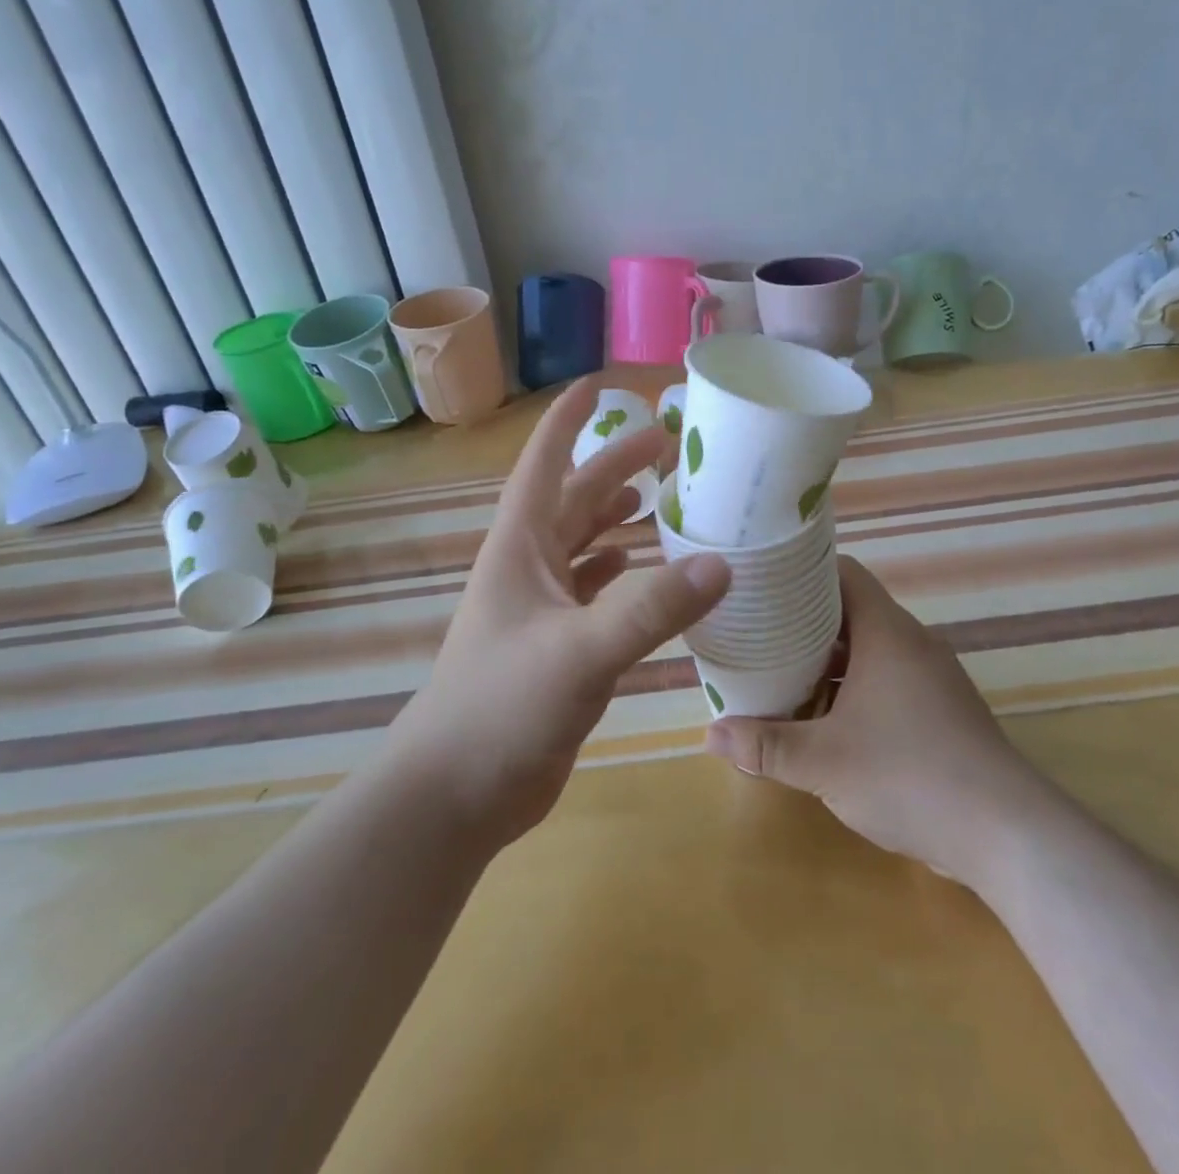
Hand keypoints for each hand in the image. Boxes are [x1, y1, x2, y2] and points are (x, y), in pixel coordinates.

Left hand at [395, 378, 729, 845]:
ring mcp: (539, 609)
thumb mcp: (581, 652)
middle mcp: (528, 568)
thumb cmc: (502, 706)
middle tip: (665, 443)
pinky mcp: (554, 647)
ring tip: (658, 500)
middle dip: (613, 466)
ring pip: (582, 544)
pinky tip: (641, 569)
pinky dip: (617, 573)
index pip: (543, 465)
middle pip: (573, 499)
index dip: (567, 422)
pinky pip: (591, 592)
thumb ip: (651, 609)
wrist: (455, 792)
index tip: (598, 386)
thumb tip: (723, 563)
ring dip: (615, 518)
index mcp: (520, 548)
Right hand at [704, 556, 1029, 883]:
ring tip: (781, 675)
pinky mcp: (942, 710)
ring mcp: (932, 677)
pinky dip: (854, 687)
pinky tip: (826, 720)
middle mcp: (912, 643)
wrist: (1006, 834)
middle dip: (804, 623)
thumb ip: (766, 746)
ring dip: (829, 661)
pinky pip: (888, 679)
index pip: (843, 573)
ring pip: (870, 650)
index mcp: (887, 632)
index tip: (763, 584)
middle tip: (758, 633)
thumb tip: (711, 735)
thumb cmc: (909, 776)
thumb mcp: (824, 762)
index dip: (803, 572)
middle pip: (851, 612)